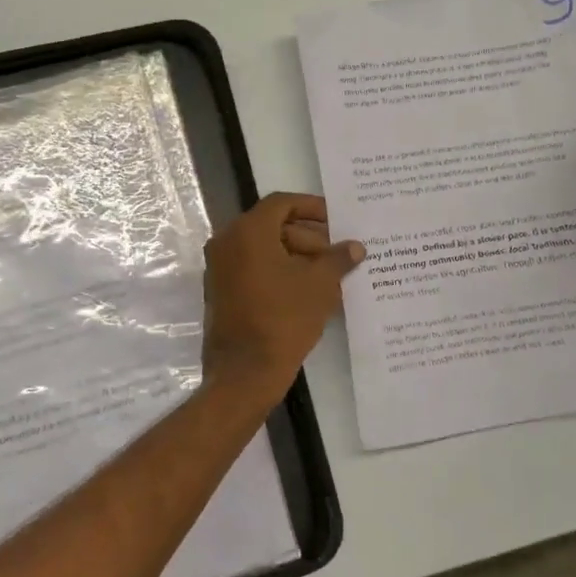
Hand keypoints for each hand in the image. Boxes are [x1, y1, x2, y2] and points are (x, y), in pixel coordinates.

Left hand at [201, 193, 365, 402]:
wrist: (245, 372)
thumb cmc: (284, 319)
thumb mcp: (320, 285)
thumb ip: (338, 259)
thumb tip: (354, 247)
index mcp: (248, 232)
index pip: (282, 203)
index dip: (312, 207)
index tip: (337, 220)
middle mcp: (227, 243)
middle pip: (274, 226)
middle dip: (310, 238)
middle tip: (338, 255)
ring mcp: (220, 269)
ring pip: (265, 250)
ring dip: (298, 258)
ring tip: (331, 278)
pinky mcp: (222, 292)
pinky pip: (255, 270)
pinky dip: (281, 274)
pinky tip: (309, 292)